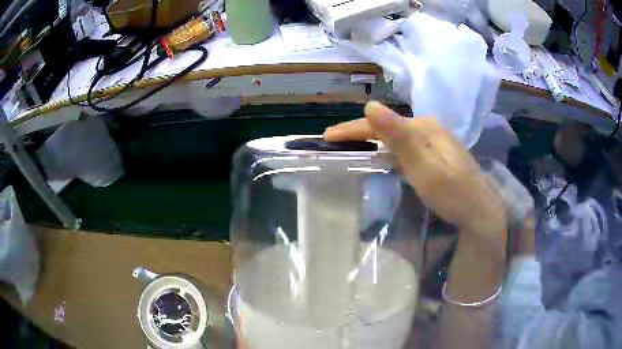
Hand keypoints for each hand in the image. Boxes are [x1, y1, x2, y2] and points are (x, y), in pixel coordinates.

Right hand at [324, 101, 506, 242]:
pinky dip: (388, 149)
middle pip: (388, 127)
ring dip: (373, 140)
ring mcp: (435, 140)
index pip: (381, 123)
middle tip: (335, 142)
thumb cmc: (452, 194)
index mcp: (425, 128)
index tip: (327, 136)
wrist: (480, 212)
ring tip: (351, 147)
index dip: (352, 129)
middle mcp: (429, 128)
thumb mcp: (424, 167)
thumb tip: (371, 105)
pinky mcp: (437, 153)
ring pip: (396, 136)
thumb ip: (399, 137)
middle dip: (360, 133)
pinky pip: (405, 146)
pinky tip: (381, 155)